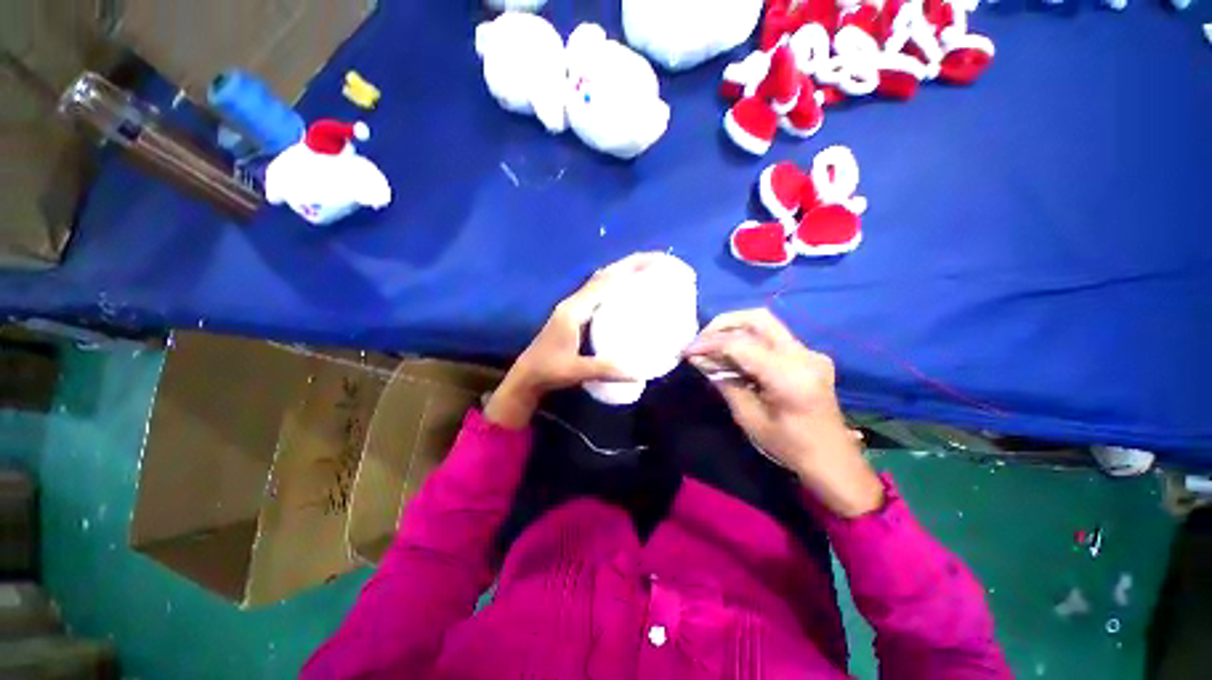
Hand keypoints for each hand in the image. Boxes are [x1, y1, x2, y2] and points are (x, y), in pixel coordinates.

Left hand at [484, 253, 661, 428]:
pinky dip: (615, 287)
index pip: (605, 281)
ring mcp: (573, 307)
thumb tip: (640, 371)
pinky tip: (628, 294)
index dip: (629, 268)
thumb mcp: (577, 371)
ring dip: (622, 273)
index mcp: (574, 310)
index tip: (654, 262)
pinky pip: (599, 293)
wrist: (527, 375)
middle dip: (630, 265)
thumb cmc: (548, 370)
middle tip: (658, 263)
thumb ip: (607, 370)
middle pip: (605, 275)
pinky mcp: (575, 315)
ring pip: (601, 282)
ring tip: (647, 272)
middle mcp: (574, 302)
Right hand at [685, 309, 883, 517]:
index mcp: (789, 376)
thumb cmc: (789, 447)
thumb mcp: (748, 418)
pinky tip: (732, 356)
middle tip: (700, 340)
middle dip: (722, 324)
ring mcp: (809, 353)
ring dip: (733, 330)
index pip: (740, 344)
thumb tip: (698, 359)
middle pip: (757, 318)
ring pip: (765, 324)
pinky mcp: (808, 355)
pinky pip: (771, 338)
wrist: (833, 460)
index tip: (686, 351)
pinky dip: (747, 340)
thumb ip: (724, 382)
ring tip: (711, 347)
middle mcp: (803, 355)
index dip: (709, 343)